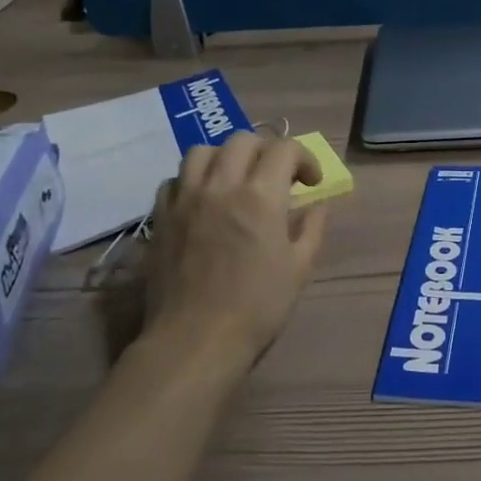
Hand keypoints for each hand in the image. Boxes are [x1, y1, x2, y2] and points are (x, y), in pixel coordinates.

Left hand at [142, 132, 329, 363]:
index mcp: (261, 196)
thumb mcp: (299, 268)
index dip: (304, 158)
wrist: (196, 339)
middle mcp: (221, 185)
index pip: (284, 149)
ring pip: (202, 151)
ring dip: (226, 157)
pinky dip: (193, 180)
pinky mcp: (161, 216)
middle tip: (276, 177)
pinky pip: (174, 179)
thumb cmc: (257, 307)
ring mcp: (186, 198)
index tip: (311, 182)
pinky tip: (203, 200)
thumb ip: (312, 229)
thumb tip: (319, 206)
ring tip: (235, 179)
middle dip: (267, 151)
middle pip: (243, 140)